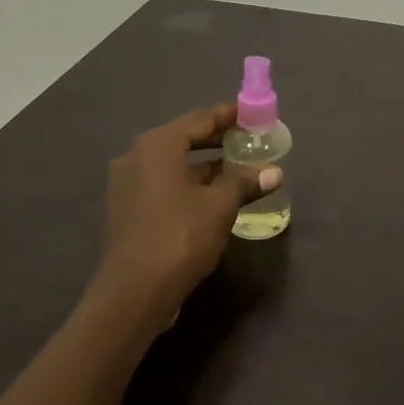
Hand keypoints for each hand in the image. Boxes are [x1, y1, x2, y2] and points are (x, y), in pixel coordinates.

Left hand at [100, 103, 280, 309]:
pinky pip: (165, 185)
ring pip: (175, 165)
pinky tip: (215, 196)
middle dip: (218, 141)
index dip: (229, 115)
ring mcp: (129, 185)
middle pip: (184, 139)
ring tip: (240, 169)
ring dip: (206, 166)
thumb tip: (274, 172)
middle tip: (250, 140)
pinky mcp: (129, 210)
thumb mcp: (220, 206)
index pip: (200, 119)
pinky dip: (190, 184)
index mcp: (157, 146)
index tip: (253, 113)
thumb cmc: (180, 236)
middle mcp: (137, 158)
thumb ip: (245, 182)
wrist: (136, 291)